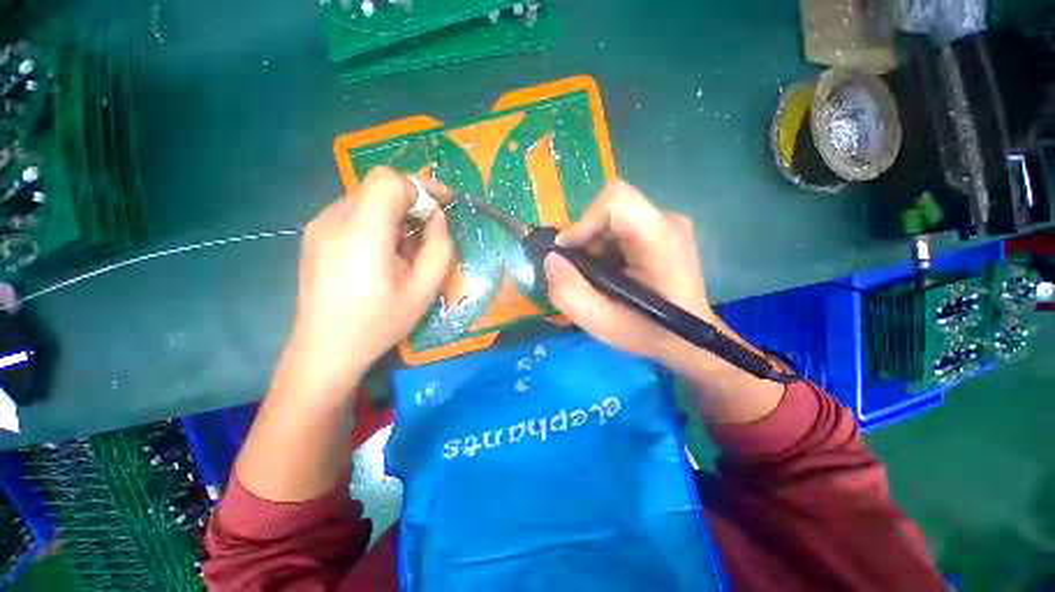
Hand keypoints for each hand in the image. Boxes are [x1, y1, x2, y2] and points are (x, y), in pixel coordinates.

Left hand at [287, 167, 454, 394]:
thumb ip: (440, 247)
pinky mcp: (314, 236)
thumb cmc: (379, 322)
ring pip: (367, 198)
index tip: (444, 204)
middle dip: (412, 201)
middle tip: (429, 229)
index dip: (421, 187)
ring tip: (406, 246)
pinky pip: (353, 213)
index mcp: (363, 231)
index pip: (389, 181)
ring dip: (394, 213)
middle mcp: (334, 218)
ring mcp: (319, 225)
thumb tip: (437, 219)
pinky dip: (376, 221)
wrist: (326, 349)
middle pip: (378, 186)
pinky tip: (382, 252)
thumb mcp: (424, 289)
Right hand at [543, 180, 717, 371]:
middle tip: (582, 272)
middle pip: (609, 209)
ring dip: (593, 245)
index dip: (583, 222)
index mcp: (659, 238)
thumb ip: (568, 292)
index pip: (615, 200)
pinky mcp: (662, 231)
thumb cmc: (648, 332)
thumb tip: (551, 259)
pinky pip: (621, 227)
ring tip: (598, 277)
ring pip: (612, 219)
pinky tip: (611, 272)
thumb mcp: (601, 323)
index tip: (568, 253)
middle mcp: (667, 221)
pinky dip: (604, 247)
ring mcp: (667, 224)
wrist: (688, 340)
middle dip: (585, 239)